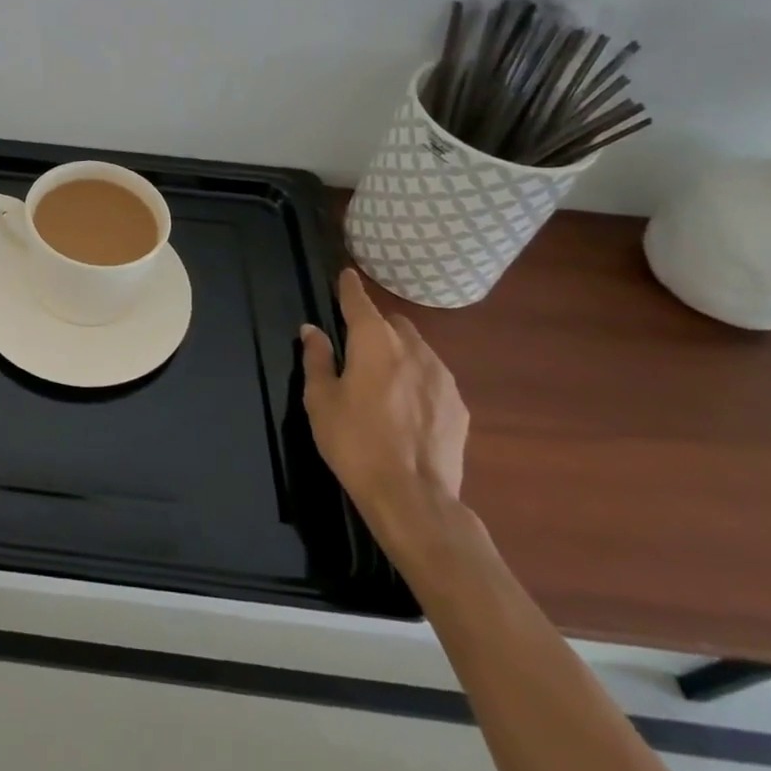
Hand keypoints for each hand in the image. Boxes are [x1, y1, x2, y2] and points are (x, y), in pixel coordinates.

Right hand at [301, 269, 468, 542]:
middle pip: (393, 324)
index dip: (350, 287)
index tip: (346, 275)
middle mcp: (412, 349)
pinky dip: (418, 381)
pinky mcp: (459, 406)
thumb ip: (316, 358)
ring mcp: (442, 378)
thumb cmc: (354, 441)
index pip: (359, 302)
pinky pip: (434, 379)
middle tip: (357, 347)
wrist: (413, 496)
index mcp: (373, 342)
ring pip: (417, 350)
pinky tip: (406, 408)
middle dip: (376, 326)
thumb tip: (312, 329)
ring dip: (399, 354)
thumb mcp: (320, 399)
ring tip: (383, 381)